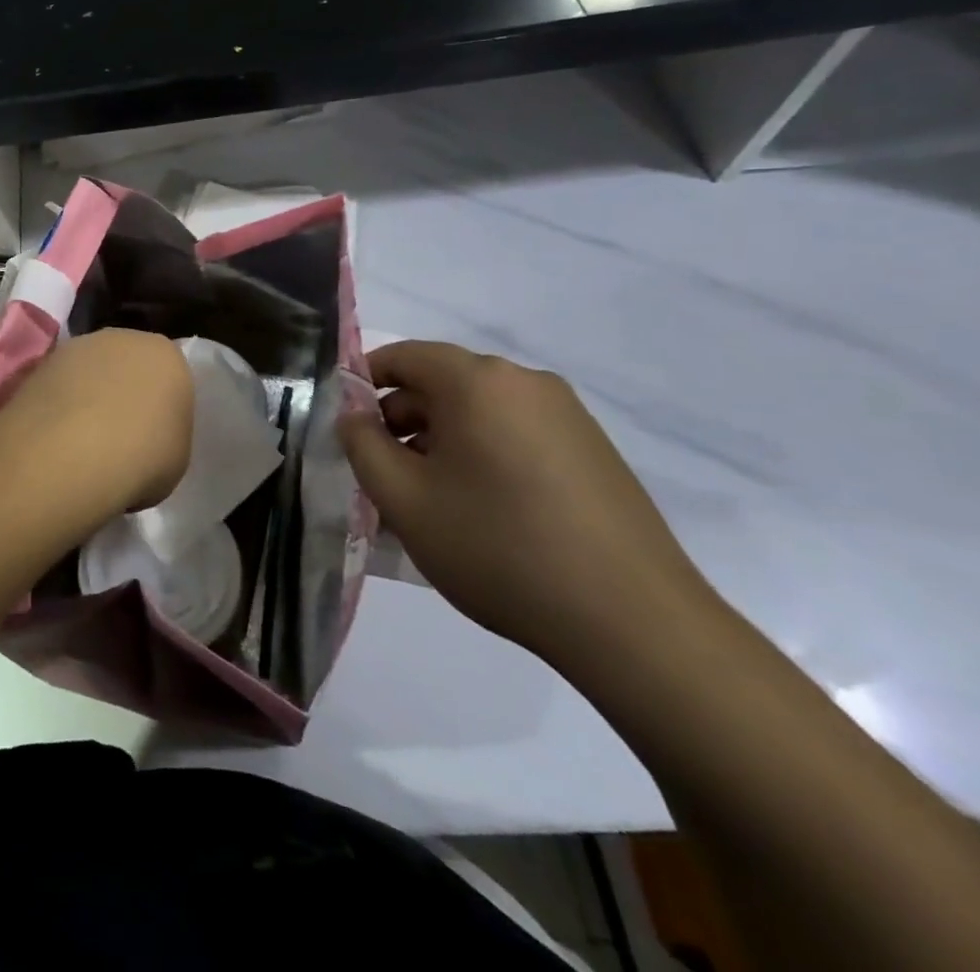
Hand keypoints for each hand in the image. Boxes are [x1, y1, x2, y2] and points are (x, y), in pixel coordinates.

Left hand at [0, 329, 192, 515]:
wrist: (72, 452)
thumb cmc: (142, 456)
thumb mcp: (175, 457)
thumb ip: (165, 434)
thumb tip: (144, 437)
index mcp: (167, 355)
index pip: (171, 376)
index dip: (162, 408)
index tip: (154, 437)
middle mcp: (123, 338)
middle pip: (128, 365)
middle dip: (125, 393)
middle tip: (120, 435)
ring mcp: (78, 347)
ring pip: (91, 372)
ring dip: (88, 396)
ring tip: (82, 440)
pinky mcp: (41, 363)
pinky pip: (61, 386)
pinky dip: (60, 406)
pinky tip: (57, 438)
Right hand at [339, 340, 721, 671]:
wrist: (632, 623)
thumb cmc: (498, 548)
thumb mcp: (404, 500)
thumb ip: (362, 446)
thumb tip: (354, 416)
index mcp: (478, 381)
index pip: (403, 356)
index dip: (364, 383)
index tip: (347, 426)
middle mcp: (525, 383)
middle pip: (442, 384)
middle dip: (402, 422)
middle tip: (382, 476)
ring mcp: (567, 416)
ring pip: (478, 413)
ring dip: (441, 444)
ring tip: (427, 503)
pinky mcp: (593, 452)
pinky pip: (515, 435)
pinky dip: (482, 457)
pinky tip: (479, 513)